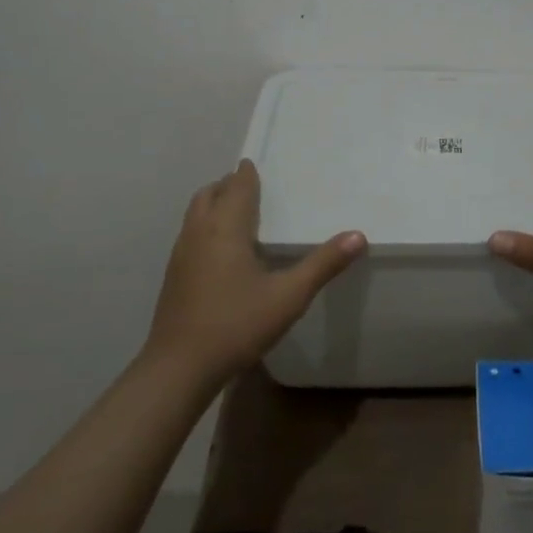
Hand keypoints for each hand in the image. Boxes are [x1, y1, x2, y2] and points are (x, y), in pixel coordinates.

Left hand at [146, 160, 366, 384]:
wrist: (178, 369)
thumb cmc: (236, 325)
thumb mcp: (289, 296)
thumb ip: (323, 264)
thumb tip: (358, 235)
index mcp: (225, 228)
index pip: (236, 186)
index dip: (247, 173)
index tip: (258, 163)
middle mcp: (198, 233)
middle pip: (210, 194)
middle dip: (229, 185)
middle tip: (252, 186)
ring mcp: (181, 255)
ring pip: (196, 214)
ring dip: (215, 204)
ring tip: (239, 213)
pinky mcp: (174, 276)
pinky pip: (191, 234)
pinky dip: (206, 226)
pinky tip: (223, 251)